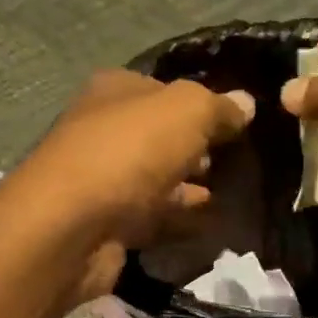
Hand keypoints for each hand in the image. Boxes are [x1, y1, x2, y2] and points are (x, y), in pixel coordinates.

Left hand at [3, 70, 255, 301]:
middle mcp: (103, 131)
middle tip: (239, 161)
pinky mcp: (106, 225)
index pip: (162, 90)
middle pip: (159, 137)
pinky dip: (178, 219)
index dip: (200, 104)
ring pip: (157, 179)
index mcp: (114, 91)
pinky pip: (152, 217)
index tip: (237, 123)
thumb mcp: (186, 111)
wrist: (71, 228)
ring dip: (190, 186)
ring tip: (233, 193)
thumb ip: (218, 107)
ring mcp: (103, 181)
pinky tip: (210, 224)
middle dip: (196, 148)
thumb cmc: (129, 152)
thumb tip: (245, 103)